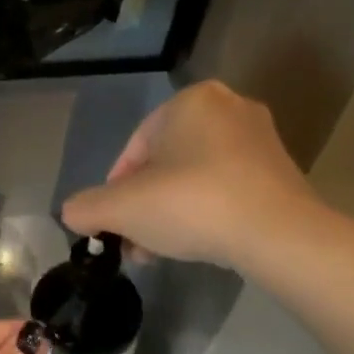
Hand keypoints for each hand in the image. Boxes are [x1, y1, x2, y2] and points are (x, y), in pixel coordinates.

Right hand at [61, 81, 317, 269]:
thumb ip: (86, 208)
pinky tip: (197, 245)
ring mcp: (260, 140)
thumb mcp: (122, 208)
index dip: (115, 191)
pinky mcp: (280, 172)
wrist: (278, 234)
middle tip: (134, 242)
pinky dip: (206, 214)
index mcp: (191, 101)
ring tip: (159, 252)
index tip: (112, 225)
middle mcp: (228, 108)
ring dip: (170, 214)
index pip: (134, 149)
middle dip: (144, 207)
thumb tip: (73, 214)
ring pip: (194, 180)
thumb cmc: (192, 204)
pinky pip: (226, 189)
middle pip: (165, 165)